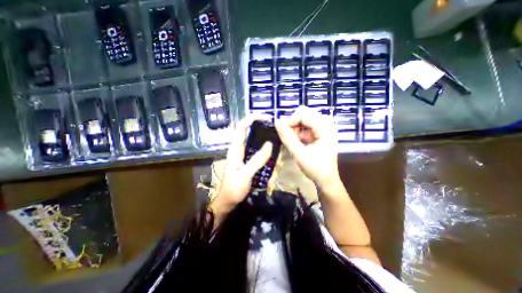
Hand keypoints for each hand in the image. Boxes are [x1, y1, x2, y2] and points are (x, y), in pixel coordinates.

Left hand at [210, 114, 272, 214]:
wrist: (229, 202)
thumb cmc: (233, 189)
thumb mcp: (245, 175)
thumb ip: (257, 160)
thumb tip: (270, 144)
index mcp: (236, 149)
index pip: (242, 127)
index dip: (253, 118)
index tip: (267, 118)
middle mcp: (242, 149)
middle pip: (257, 138)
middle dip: (269, 146)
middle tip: (277, 157)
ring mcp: (248, 157)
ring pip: (263, 151)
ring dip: (271, 163)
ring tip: (272, 178)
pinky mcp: (252, 164)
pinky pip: (264, 161)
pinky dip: (269, 169)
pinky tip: (270, 181)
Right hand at [274, 106, 340, 186]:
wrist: (326, 180)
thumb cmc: (316, 169)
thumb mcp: (300, 154)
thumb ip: (288, 138)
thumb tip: (276, 122)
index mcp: (325, 129)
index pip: (303, 115)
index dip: (290, 121)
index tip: (280, 130)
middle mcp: (326, 124)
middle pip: (304, 113)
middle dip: (293, 123)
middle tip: (289, 137)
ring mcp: (323, 127)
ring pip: (303, 118)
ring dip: (295, 127)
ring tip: (295, 141)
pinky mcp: (319, 132)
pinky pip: (305, 125)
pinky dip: (298, 131)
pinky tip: (299, 141)